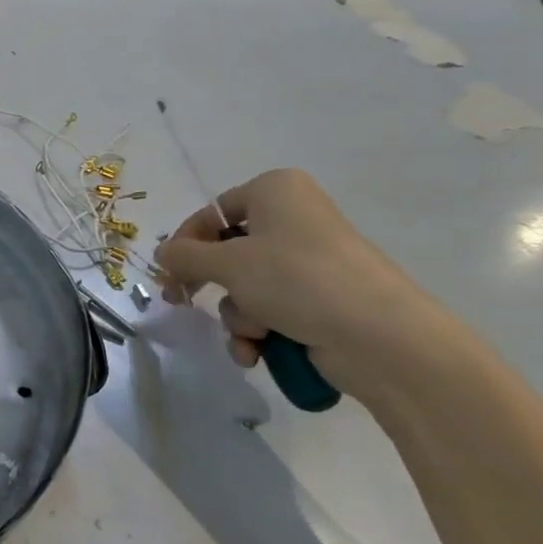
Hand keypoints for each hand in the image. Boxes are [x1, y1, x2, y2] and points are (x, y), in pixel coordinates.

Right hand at [152, 168, 454, 395]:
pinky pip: (271, 308)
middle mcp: (293, 219)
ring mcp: (309, 261)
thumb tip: (162, 254)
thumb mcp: (228, 263)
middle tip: (182, 302)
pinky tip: (258, 352)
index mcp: (275, 191)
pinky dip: (259, 330)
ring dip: (238, 315)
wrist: (380, 337)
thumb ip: (184, 256)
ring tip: (251, 334)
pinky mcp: (321, 298)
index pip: (212, 213)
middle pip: (228, 252)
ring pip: (246, 286)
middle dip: (210, 285)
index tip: (167, 274)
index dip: (185, 244)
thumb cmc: (297, 280)